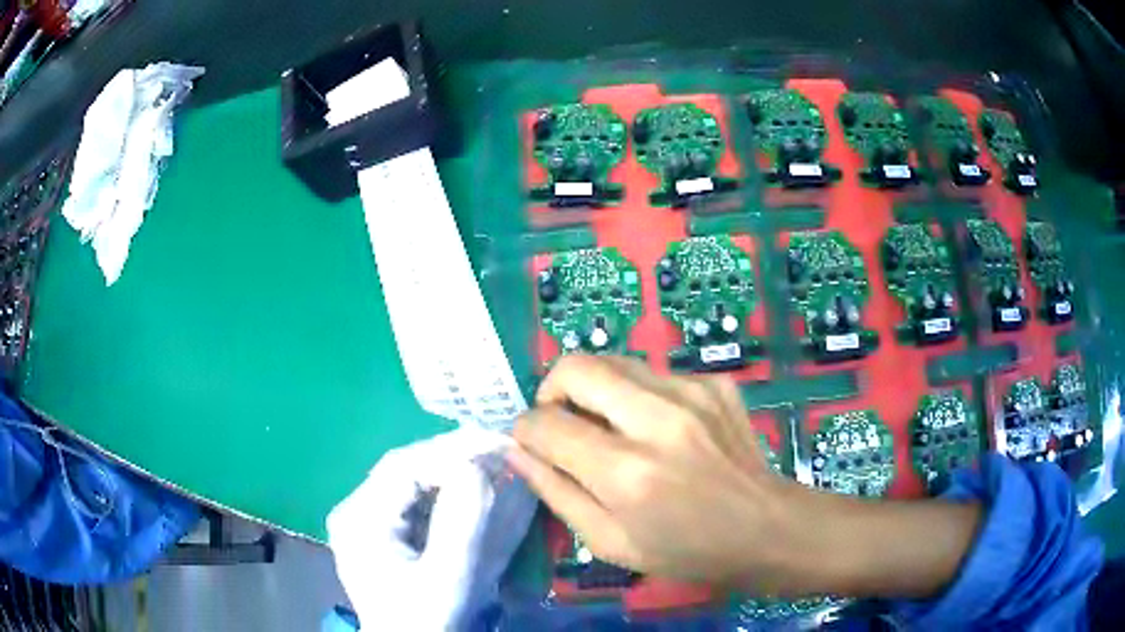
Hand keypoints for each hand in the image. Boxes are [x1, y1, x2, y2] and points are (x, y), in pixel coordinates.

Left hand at [328, 427, 536, 629]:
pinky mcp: (384, 531)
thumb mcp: (446, 581)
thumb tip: (477, 467)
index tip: (497, 445)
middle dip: (456, 457)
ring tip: (495, 462)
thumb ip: (460, 526)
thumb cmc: (424, 621)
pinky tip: (474, 488)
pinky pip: (417, 499)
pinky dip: (448, 490)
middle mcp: (357, 510)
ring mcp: (368, 520)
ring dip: (454, 469)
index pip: (403, 466)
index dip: (451, 450)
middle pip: (407, 469)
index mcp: (360, 519)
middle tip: (502, 448)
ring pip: (413, 480)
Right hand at [509, 355, 805, 590]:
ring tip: (610, 427)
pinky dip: (638, 394)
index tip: (530, 444)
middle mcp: (657, 419)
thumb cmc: (686, 550)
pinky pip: (653, 373)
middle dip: (552, 390)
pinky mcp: (714, 382)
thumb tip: (518, 450)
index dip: (524, 431)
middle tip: (562, 423)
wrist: (766, 527)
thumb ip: (556, 492)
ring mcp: (691, 392)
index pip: (546, 424)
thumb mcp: (609, 542)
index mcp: (626, 472)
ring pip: (613, 361)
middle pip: (575, 367)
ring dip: (595, 390)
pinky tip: (658, 428)